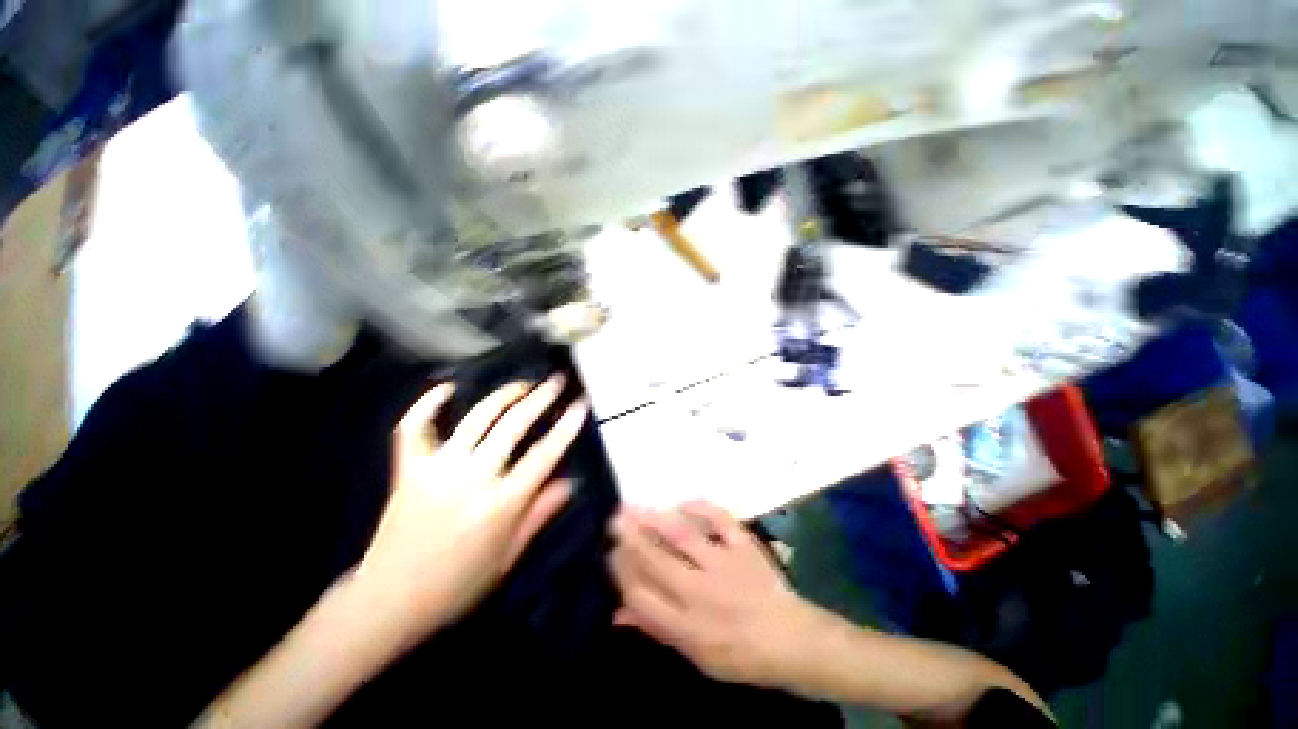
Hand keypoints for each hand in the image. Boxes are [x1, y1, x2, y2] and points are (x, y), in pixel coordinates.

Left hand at [354, 376, 589, 645]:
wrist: (388, 601)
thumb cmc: (458, 585)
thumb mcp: (509, 556)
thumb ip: (540, 513)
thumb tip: (571, 481)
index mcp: (501, 504)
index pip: (544, 454)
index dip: (567, 425)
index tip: (581, 402)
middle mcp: (471, 478)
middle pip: (513, 425)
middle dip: (540, 397)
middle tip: (556, 380)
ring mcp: (436, 469)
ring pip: (476, 418)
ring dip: (503, 394)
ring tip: (523, 383)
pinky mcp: (408, 469)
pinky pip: (414, 427)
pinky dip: (428, 404)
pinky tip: (448, 388)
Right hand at [609, 502, 820, 688]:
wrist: (793, 642)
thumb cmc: (741, 655)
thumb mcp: (696, 656)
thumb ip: (657, 629)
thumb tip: (618, 611)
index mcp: (687, 626)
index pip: (641, 595)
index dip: (621, 571)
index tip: (610, 552)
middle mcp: (700, 592)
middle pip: (656, 560)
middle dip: (630, 538)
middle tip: (614, 519)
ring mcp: (723, 564)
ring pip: (682, 537)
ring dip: (655, 520)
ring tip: (635, 507)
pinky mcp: (743, 546)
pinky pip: (720, 520)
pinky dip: (702, 508)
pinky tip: (684, 501)